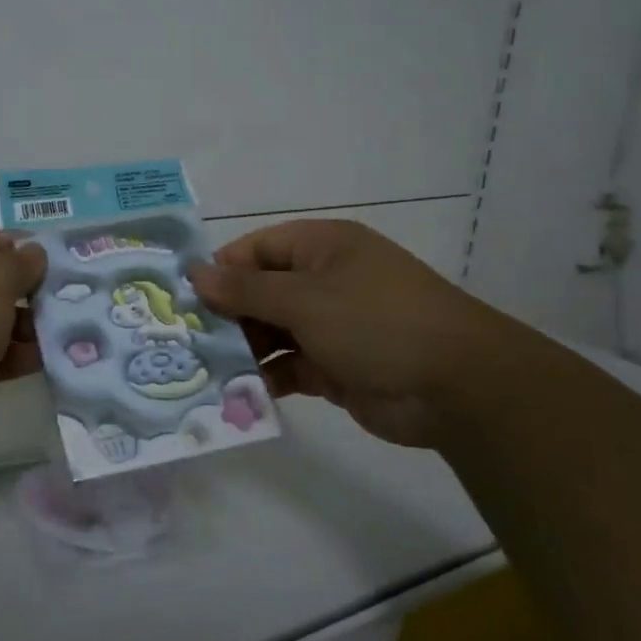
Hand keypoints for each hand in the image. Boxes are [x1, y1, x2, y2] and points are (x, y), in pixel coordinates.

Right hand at [188, 220, 505, 445]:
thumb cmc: (375, 322)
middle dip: (227, 315)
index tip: (184, 299)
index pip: (257, 249)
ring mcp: (332, 325)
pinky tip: (239, 393)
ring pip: (272, 332)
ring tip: (204, 370)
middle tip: (187, 341)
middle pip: (261, 292)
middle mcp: (325, 281)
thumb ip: (246, 290)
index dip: (221, 270)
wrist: (456, 387)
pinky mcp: (336, 367)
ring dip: (243, 350)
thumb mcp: (304, 299)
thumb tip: (196, 273)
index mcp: (322, 247)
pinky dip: (267, 377)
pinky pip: (290, 366)